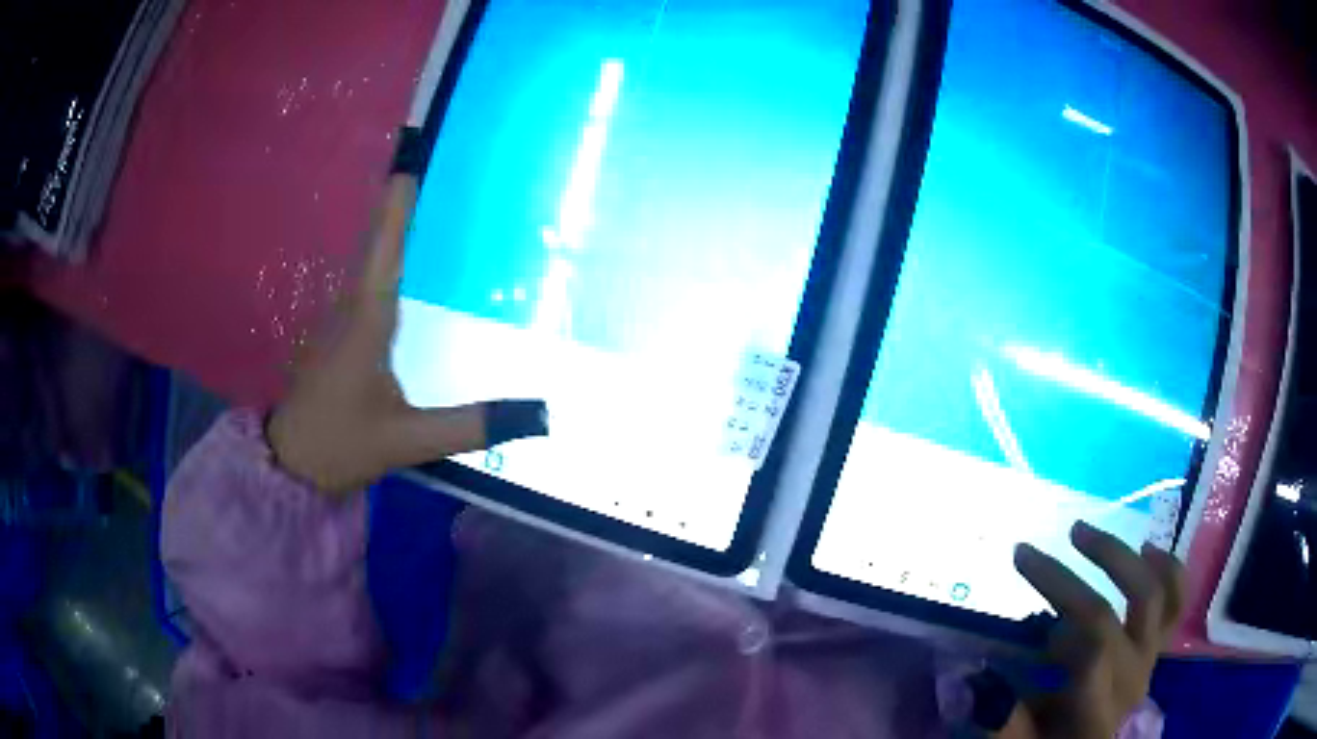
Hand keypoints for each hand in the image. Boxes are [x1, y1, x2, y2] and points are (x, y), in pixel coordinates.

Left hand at [267, 174, 545, 495]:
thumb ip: (472, 426)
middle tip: (430, 175)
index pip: (384, 252)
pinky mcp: (333, 335)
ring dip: (389, 233)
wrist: (289, 464)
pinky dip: (381, 263)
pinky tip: (400, 267)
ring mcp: (335, 321)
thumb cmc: (341, 444)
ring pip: (365, 264)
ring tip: (421, 207)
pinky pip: (361, 285)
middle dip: (398, 209)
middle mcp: (348, 310)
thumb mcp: (409, 440)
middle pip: (374, 246)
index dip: (397, 209)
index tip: (411, 167)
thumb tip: (541, 414)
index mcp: (366, 322)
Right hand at [1000, 521, 1186, 738]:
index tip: (1017, 614)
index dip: (1055, 626)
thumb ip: (1005, 723)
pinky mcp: (1158, 644)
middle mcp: (1130, 681)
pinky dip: (1167, 567)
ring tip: (1082, 532)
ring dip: (1115, 557)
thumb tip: (976, 683)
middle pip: (1105, 619)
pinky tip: (1146, 548)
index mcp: (1096, 714)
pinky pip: (1176, 599)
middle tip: (1025, 555)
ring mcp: (1150, 657)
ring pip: (1149, 595)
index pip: (1088, 656)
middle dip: (1062, 582)